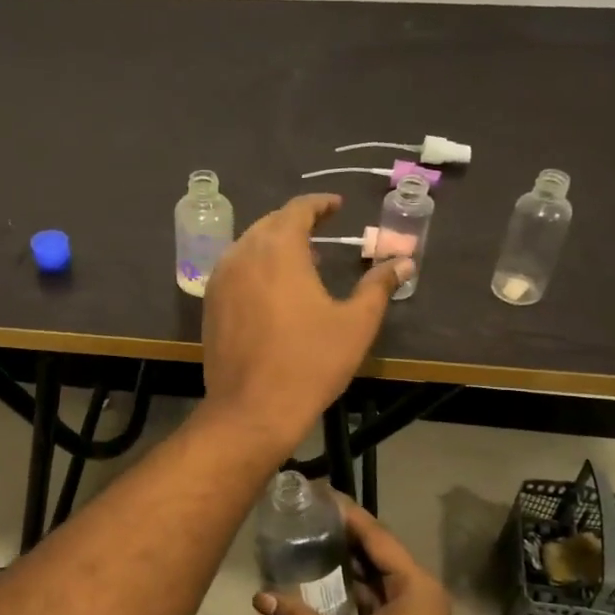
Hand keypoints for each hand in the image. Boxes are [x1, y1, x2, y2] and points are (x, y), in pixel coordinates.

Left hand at [200, 194, 412, 452]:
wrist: (252, 410)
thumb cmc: (309, 363)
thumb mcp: (355, 324)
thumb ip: (379, 286)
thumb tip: (404, 261)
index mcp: (278, 249)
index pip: (298, 209)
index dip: (320, 204)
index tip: (337, 206)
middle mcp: (243, 254)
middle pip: (270, 224)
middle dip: (296, 223)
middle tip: (322, 232)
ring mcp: (220, 280)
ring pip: (248, 246)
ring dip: (274, 245)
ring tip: (302, 262)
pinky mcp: (210, 304)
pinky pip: (234, 270)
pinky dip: (255, 267)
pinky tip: (273, 290)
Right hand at [254, 499, 473, 614]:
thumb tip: (261, 598)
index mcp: (413, 584)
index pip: (376, 534)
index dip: (346, 512)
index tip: (316, 493)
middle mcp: (418, 587)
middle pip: (377, 547)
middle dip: (343, 529)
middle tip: (305, 511)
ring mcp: (414, 607)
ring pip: (376, 569)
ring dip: (347, 555)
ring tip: (309, 533)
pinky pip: (376, 590)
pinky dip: (353, 580)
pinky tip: (324, 574)